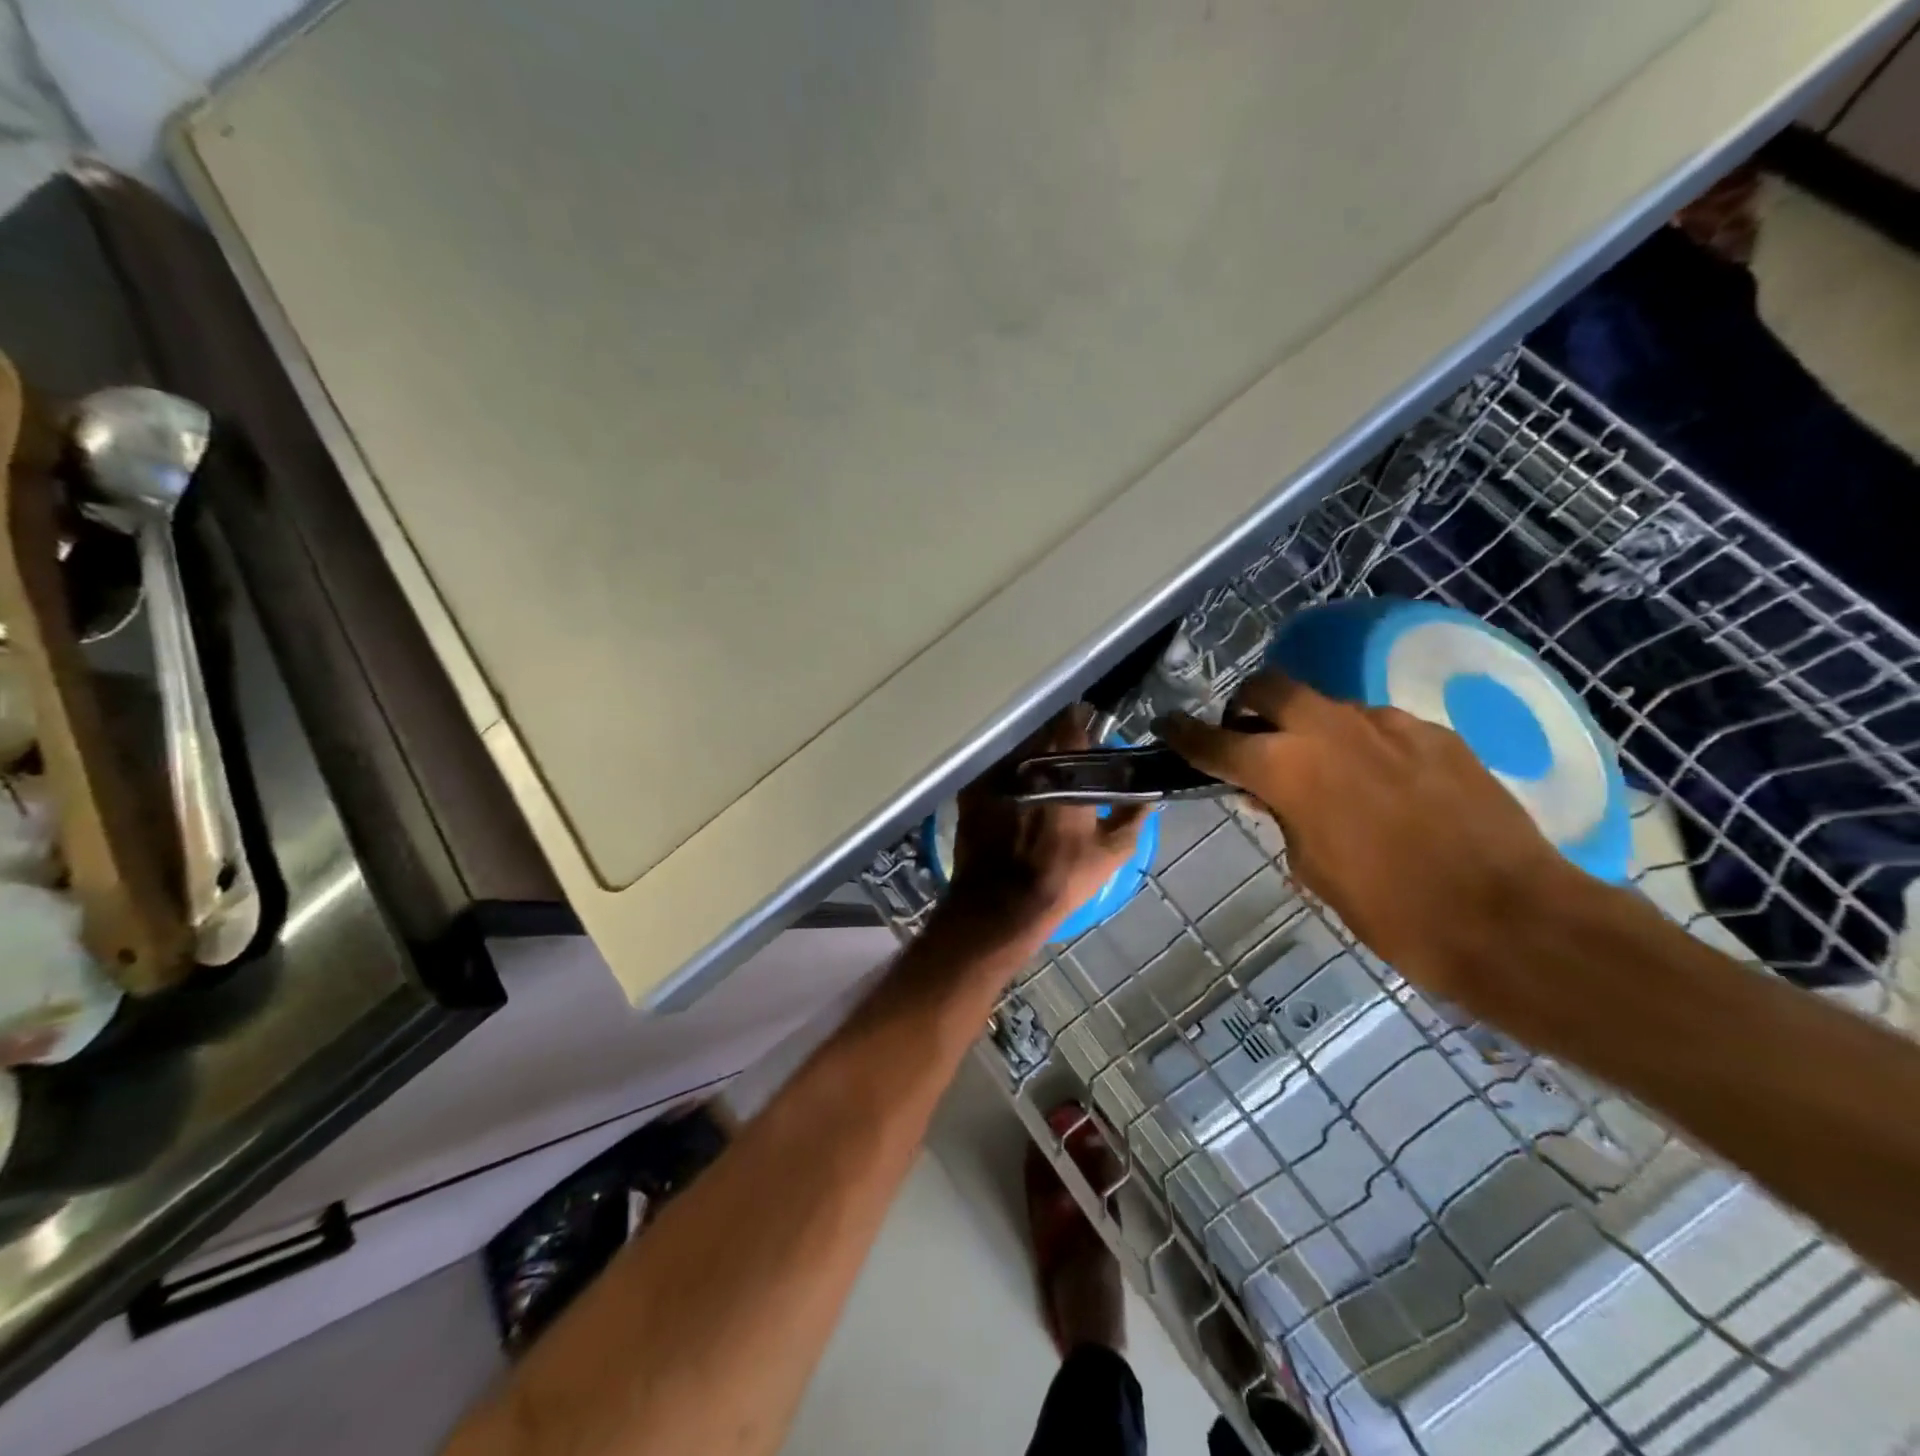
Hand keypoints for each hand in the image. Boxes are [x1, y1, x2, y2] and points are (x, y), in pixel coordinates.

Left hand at [945, 707, 1147, 949]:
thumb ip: (1132, 817)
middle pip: (1041, 732)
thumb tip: (1146, 795)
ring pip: (1015, 749)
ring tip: (1038, 768)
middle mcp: (1025, 762)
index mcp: (1062, 770)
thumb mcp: (1111, 852)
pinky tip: (1011, 787)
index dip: (1081, 720)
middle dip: (1054, 736)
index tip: (1088, 723)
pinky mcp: (971, 791)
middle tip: (1065, 751)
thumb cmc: (1062, 876)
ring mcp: (993, 774)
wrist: (1000, 904)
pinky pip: (991, 769)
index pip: (1072, 723)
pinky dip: (1004, 773)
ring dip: (1028, 753)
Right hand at [1159, 673, 1574, 1001]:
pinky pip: (1379, 726)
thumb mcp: (1312, 869)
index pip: (1214, 739)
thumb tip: (1273, 795)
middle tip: (1251, 741)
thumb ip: (1282, 818)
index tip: (1166, 726)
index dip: (1183, 733)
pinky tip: (1382, 785)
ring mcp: (1387, 724)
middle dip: (1248, 706)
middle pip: (1270, 687)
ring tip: (1325, 773)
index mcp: (1285, 767)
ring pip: (1327, 706)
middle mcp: (1329, 729)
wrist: (1511, 919)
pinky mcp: (1434, 733)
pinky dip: (1361, 745)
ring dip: (1308, 728)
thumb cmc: (1391, 910)